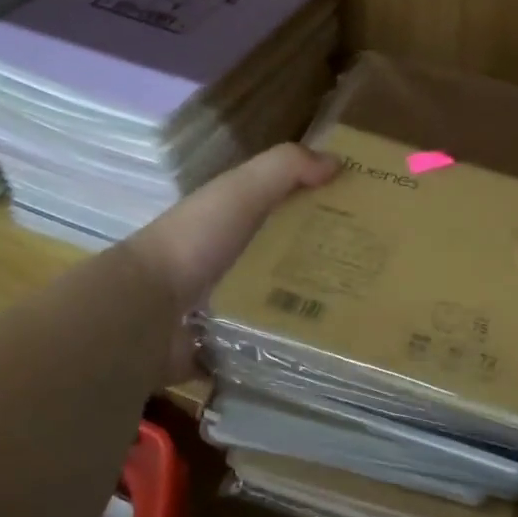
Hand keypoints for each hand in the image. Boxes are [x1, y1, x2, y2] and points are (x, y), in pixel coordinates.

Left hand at [123, 143, 339, 375]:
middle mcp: (225, 261)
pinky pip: (258, 349)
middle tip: (370, 276)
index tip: (362, 220)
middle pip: (283, 260)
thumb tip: (337, 161)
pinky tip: (321, 355)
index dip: (318, 208)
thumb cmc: (197, 241)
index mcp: (230, 221)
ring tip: (355, 320)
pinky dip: (281, 351)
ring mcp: (220, 308)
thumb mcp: (243, 190)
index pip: (282, 208)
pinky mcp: (219, 348)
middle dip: (320, 265)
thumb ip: (285, 168)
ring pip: (274, 306)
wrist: (147, 310)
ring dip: (306, 311)